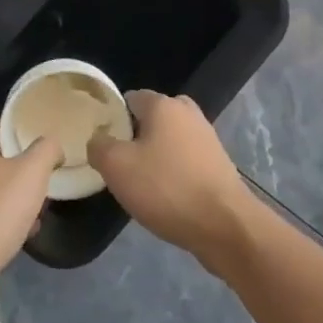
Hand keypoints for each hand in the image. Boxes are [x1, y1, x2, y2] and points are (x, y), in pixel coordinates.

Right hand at [88, 91, 252, 264]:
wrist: (223, 224)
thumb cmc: (166, 188)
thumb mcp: (116, 166)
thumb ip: (99, 146)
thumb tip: (99, 139)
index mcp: (164, 105)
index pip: (131, 98)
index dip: (113, 117)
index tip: (103, 143)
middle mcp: (189, 113)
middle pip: (152, 118)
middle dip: (136, 137)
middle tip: (120, 163)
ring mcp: (208, 138)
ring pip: (170, 140)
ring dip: (155, 156)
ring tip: (141, 184)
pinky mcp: (218, 163)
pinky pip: (186, 160)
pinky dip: (174, 172)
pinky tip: (166, 195)